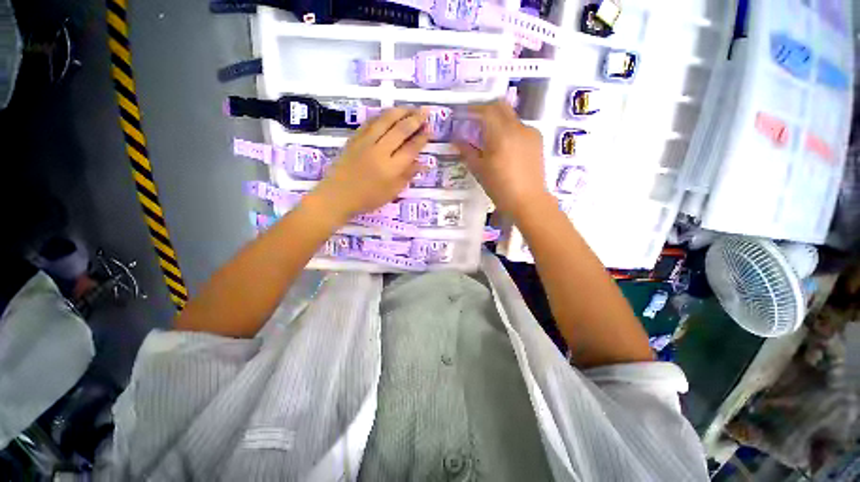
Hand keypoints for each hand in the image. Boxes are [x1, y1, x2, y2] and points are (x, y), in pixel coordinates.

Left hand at [309, 107, 428, 223]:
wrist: (338, 196)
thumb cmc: (368, 198)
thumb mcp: (392, 192)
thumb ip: (408, 175)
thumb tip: (424, 163)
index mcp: (391, 168)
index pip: (411, 148)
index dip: (422, 138)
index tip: (430, 129)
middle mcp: (380, 151)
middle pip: (400, 130)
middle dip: (415, 119)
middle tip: (425, 111)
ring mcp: (365, 142)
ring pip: (385, 121)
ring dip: (400, 111)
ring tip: (410, 107)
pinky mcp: (354, 138)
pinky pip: (370, 122)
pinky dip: (382, 115)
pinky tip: (389, 113)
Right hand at [455, 100, 550, 219]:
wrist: (528, 201)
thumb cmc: (500, 188)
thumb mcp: (479, 170)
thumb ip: (467, 151)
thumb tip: (456, 139)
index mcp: (501, 135)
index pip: (486, 110)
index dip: (472, 109)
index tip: (463, 115)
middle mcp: (517, 127)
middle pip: (500, 106)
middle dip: (485, 109)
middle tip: (474, 121)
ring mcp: (530, 132)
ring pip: (510, 116)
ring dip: (497, 120)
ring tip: (488, 137)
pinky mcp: (537, 140)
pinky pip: (519, 127)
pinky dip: (508, 130)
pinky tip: (504, 146)